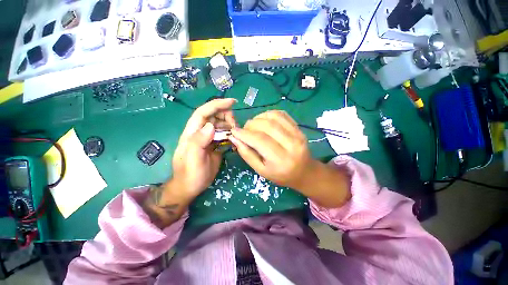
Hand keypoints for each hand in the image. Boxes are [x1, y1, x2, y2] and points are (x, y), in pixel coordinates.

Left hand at [172, 98, 236, 200]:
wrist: (191, 187)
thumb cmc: (190, 175)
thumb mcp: (193, 160)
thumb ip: (198, 142)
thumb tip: (210, 126)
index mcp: (192, 133)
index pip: (203, 112)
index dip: (216, 105)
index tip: (232, 102)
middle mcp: (201, 132)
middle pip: (214, 116)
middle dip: (226, 116)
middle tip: (235, 126)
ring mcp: (209, 139)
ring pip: (221, 125)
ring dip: (230, 125)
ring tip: (236, 134)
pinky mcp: (215, 145)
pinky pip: (224, 135)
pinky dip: (231, 134)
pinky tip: (235, 140)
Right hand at [229, 110, 315, 189]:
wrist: (304, 172)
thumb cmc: (280, 175)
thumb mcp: (261, 170)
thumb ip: (247, 154)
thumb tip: (234, 138)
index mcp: (281, 160)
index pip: (260, 140)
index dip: (244, 133)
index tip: (233, 131)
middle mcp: (291, 145)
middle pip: (267, 126)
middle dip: (250, 125)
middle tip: (244, 130)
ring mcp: (297, 134)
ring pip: (274, 117)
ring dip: (259, 118)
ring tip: (254, 125)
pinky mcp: (299, 128)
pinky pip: (282, 114)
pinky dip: (269, 114)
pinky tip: (264, 121)